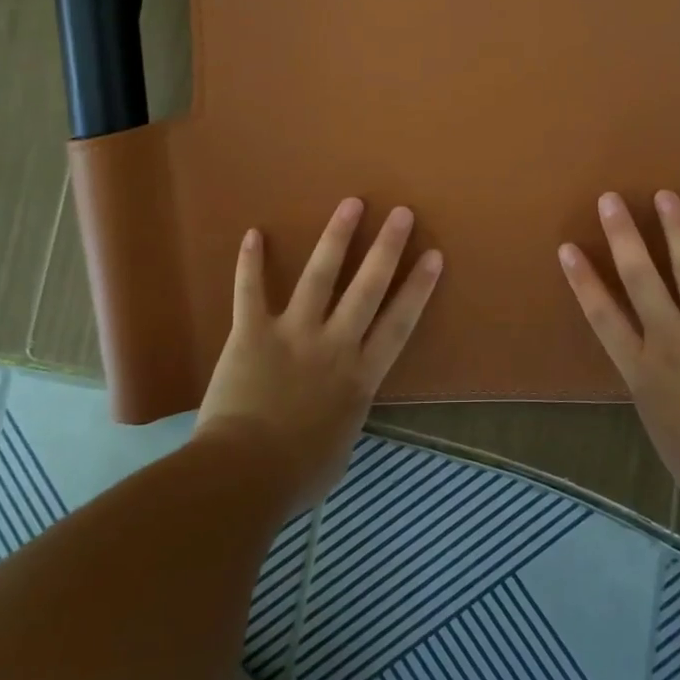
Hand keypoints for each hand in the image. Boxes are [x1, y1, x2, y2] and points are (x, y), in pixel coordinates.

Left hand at [196, 198, 442, 513]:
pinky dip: (249, 263)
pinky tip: (252, 233)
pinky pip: (249, 292)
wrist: (245, 475)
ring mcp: (293, 334)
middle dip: (387, 247)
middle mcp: (334, 344)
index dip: (418, 287)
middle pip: (367, 287)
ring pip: (319, 276)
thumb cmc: (298, 473)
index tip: (434, 255)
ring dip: (336, 238)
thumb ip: (347, 412)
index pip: (399, 323)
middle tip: (401, 212)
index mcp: (360, 375)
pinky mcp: (252, 334)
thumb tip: (343, 401)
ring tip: (351, 204)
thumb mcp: (341, 446)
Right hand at [559, 190, 679, 518]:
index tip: (568, 248)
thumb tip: (662, 389)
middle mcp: (671, 336)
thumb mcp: (664, 435)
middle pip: (639, 276)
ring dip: (677, 229)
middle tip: (611, 199)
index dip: (584, 280)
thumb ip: (658, 401)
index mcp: (643, 369)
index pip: (603, 315)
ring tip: (666, 197)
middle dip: (623, 235)